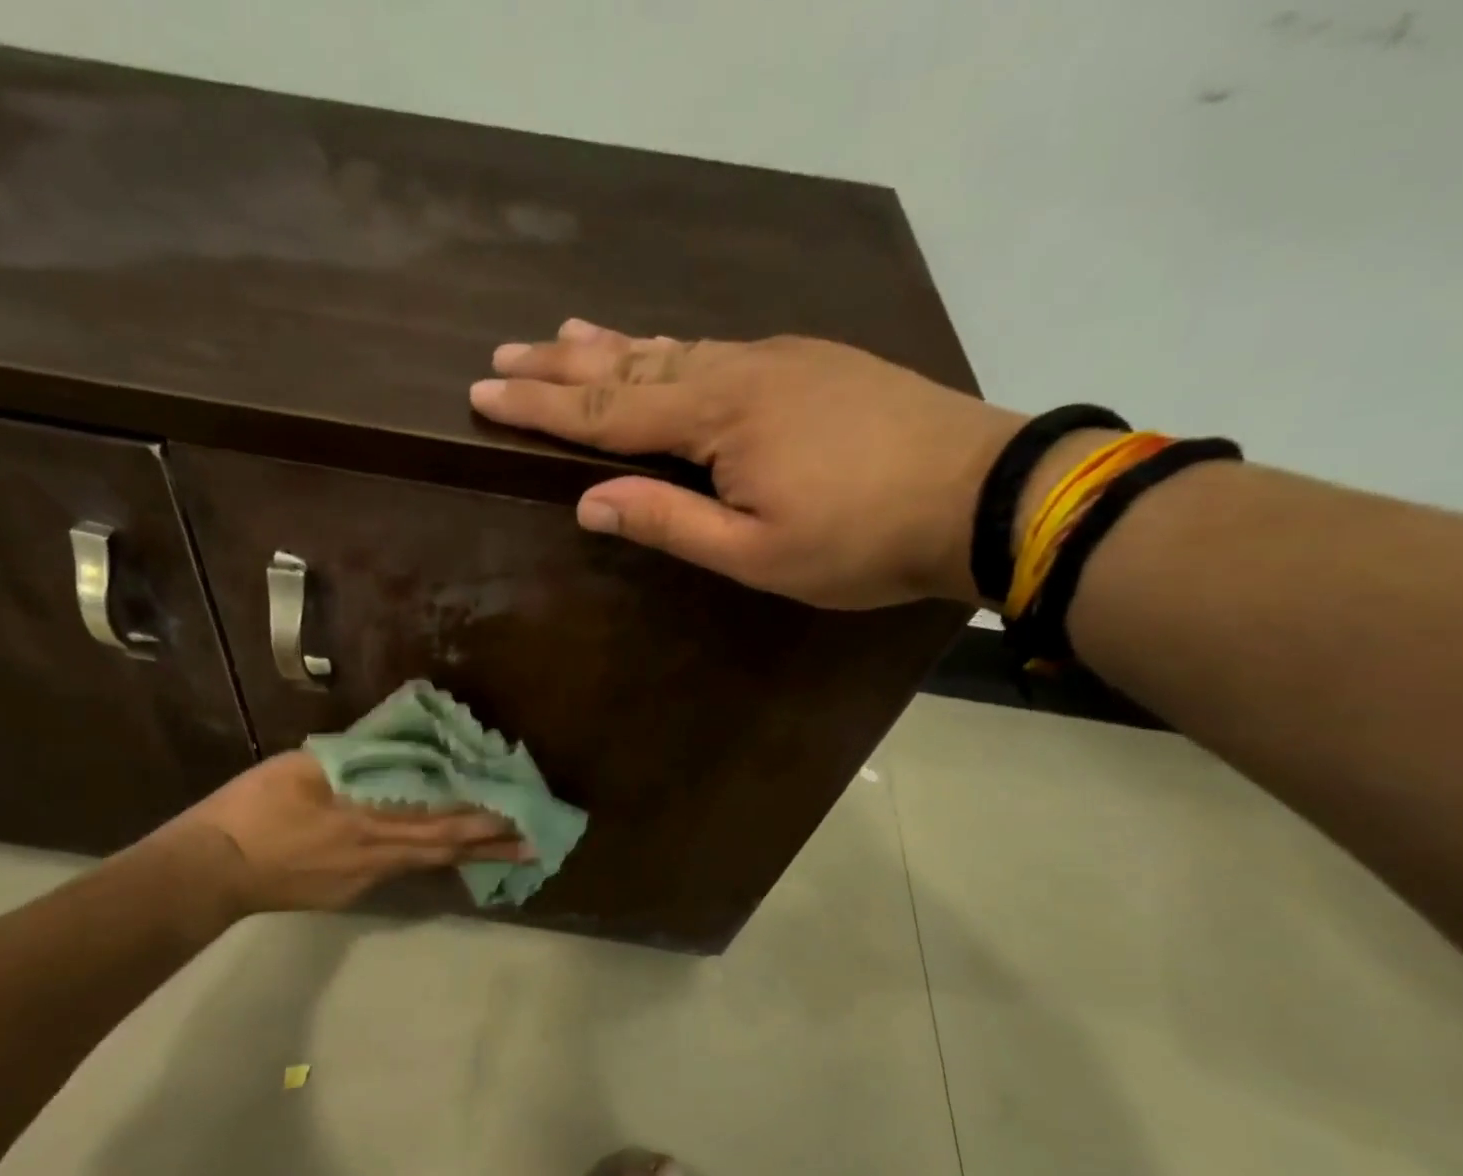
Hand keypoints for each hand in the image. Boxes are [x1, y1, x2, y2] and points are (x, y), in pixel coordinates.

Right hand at [174, 751, 525, 914]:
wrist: (213, 871)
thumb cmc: (253, 809)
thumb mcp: (300, 767)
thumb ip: (351, 759)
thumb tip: (392, 748)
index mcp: (366, 817)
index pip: (438, 816)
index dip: (480, 815)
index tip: (518, 810)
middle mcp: (376, 853)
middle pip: (444, 847)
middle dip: (493, 844)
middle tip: (536, 842)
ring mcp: (366, 879)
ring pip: (427, 864)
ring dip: (468, 856)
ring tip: (505, 853)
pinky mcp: (351, 894)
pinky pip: (400, 873)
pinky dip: (429, 861)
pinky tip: (439, 857)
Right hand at [470, 319, 1025, 608]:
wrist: (980, 493)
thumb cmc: (860, 540)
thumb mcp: (755, 553)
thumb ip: (669, 522)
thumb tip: (588, 501)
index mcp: (718, 416)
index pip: (606, 410)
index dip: (540, 405)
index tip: (482, 392)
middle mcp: (737, 370)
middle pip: (630, 365)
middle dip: (561, 365)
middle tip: (503, 353)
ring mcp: (777, 359)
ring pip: (672, 348)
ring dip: (611, 346)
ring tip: (563, 335)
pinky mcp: (808, 363)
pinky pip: (714, 349)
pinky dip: (667, 348)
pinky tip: (657, 347)